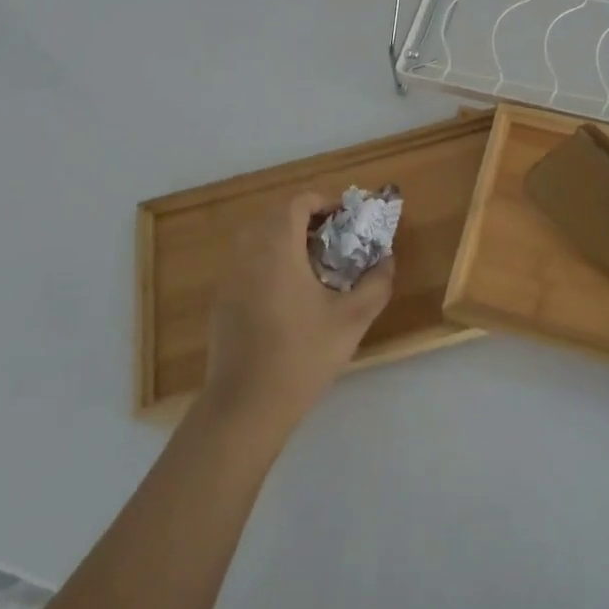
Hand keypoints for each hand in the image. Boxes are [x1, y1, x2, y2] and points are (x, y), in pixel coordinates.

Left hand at [199, 191, 394, 435]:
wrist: (244, 406)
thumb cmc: (301, 355)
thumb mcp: (352, 319)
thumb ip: (376, 283)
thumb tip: (387, 260)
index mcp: (277, 247)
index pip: (297, 202)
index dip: (325, 202)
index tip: (347, 220)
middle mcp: (248, 252)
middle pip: (276, 216)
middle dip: (307, 220)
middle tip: (335, 241)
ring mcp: (229, 276)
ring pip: (259, 239)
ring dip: (287, 240)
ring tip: (315, 266)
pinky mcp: (222, 300)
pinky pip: (247, 262)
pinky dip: (269, 262)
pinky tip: (290, 296)